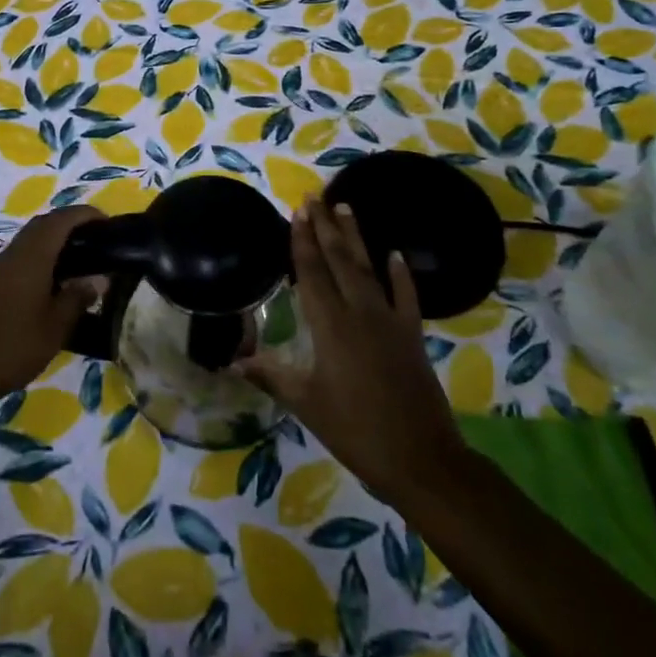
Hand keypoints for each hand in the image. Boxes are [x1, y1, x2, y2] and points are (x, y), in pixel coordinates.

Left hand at [0, 206, 106, 410]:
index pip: (62, 220)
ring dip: (55, 240)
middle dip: (71, 224)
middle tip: (98, 240)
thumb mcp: (54, 328)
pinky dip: (41, 257)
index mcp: (32, 256)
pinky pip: (21, 256)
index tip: (109, 223)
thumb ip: (77, 298)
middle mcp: (14, 253)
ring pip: (31, 239)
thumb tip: (98, 279)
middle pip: (44, 224)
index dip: (86, 215)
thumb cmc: (9, 347)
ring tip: (82, 260)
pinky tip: (53, 282)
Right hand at [239, 198, 468, 507]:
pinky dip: (401, 274)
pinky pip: (406, 296)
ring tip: (346, 207)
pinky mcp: (412, 335)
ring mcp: (390, 321)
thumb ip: (272, 376)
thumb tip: (234, 361)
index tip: (297, 211)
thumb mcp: (306, 404)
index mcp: (330, 325)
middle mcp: (359, 312)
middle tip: (315, 197)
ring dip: (356, 238)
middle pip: (339, 260)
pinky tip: (395, 254)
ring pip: (369, 269)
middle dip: (325, 227)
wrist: (421, 458)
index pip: (312, 272)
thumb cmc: (355, 430)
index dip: (302, 241)